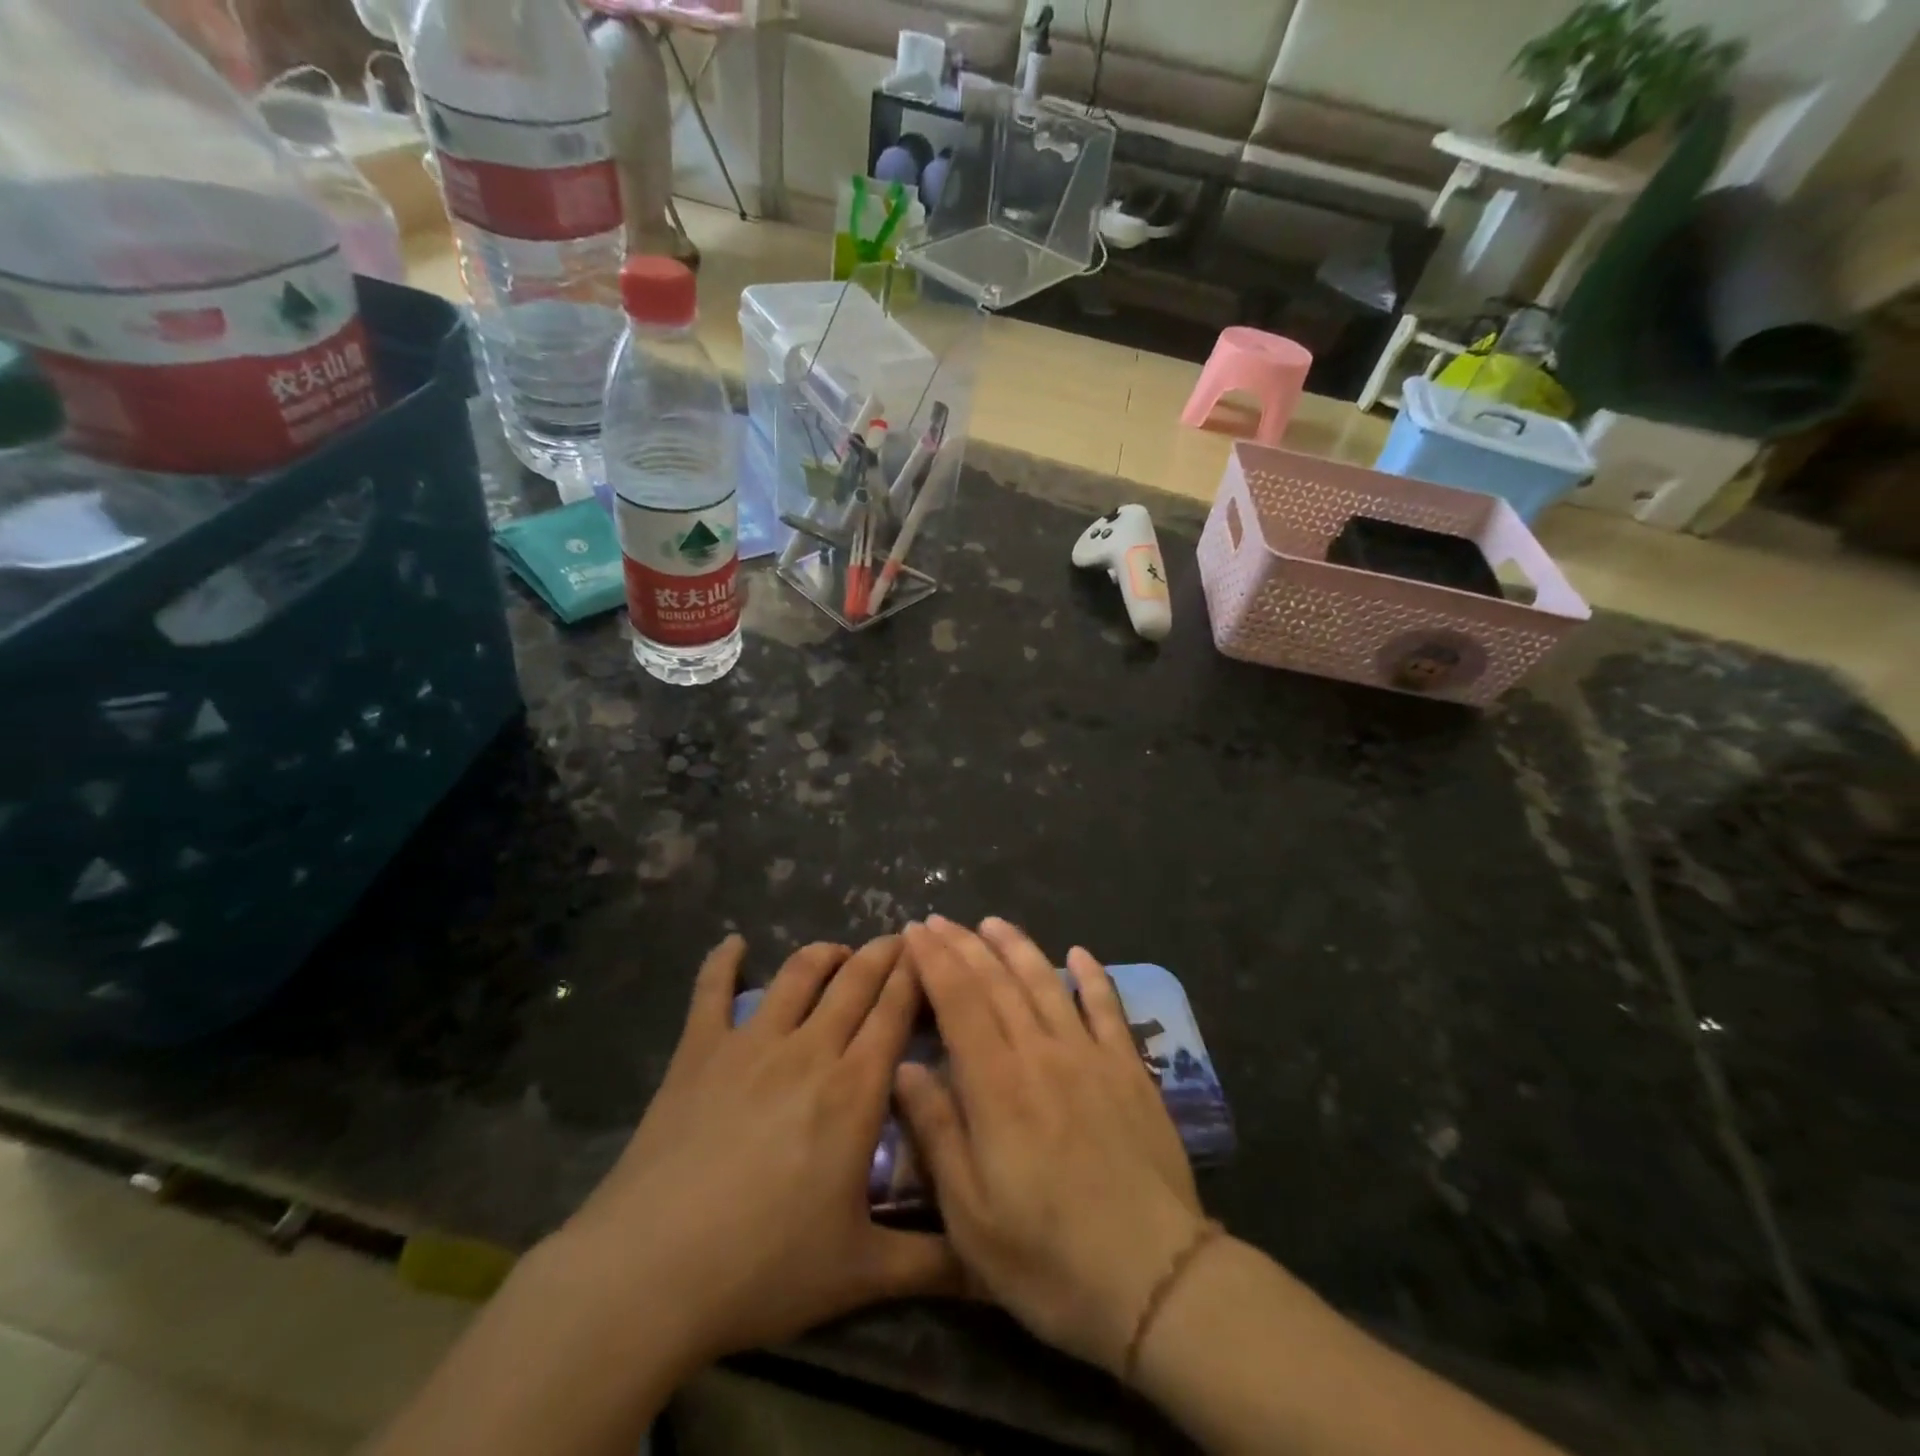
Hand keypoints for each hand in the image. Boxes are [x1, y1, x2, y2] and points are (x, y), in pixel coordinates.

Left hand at [558, 935, 961, 1371]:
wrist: (650, 1272)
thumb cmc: (764, 1268)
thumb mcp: (861, 1273)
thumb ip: (934, 1263)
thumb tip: (993, 1269)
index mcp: (854, 1089)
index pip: (895, 1011)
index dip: (916, 975)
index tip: (931, 953)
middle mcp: (809, 1049)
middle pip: (855, 981)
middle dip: (882, 954)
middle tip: (898, 940)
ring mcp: (750, 1043)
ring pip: (798, 974)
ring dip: (824, 954)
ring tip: (839, 953)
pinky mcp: (698, 1051)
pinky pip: (711, 991)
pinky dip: (723, 962)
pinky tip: (733, 945)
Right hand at [895, 916, 1207, 1374]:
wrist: (1155, 1280)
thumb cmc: (1048, 1258)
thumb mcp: (970, 1216)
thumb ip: (937, 1132)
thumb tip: (906, 1067)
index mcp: (997, 1085)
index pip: (958, 1001)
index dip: (934, 960)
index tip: (914, 932)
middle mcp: (1041, 1053)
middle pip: (997, 982)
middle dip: (964, 944)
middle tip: (940, 920)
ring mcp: (1091, 1056)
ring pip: (1047, 983)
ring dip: (1017, 947)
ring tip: (993, 922)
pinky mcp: (1130, 1070)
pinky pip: (1108, 1008)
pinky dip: (1092, 976)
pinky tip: (1080, 953)